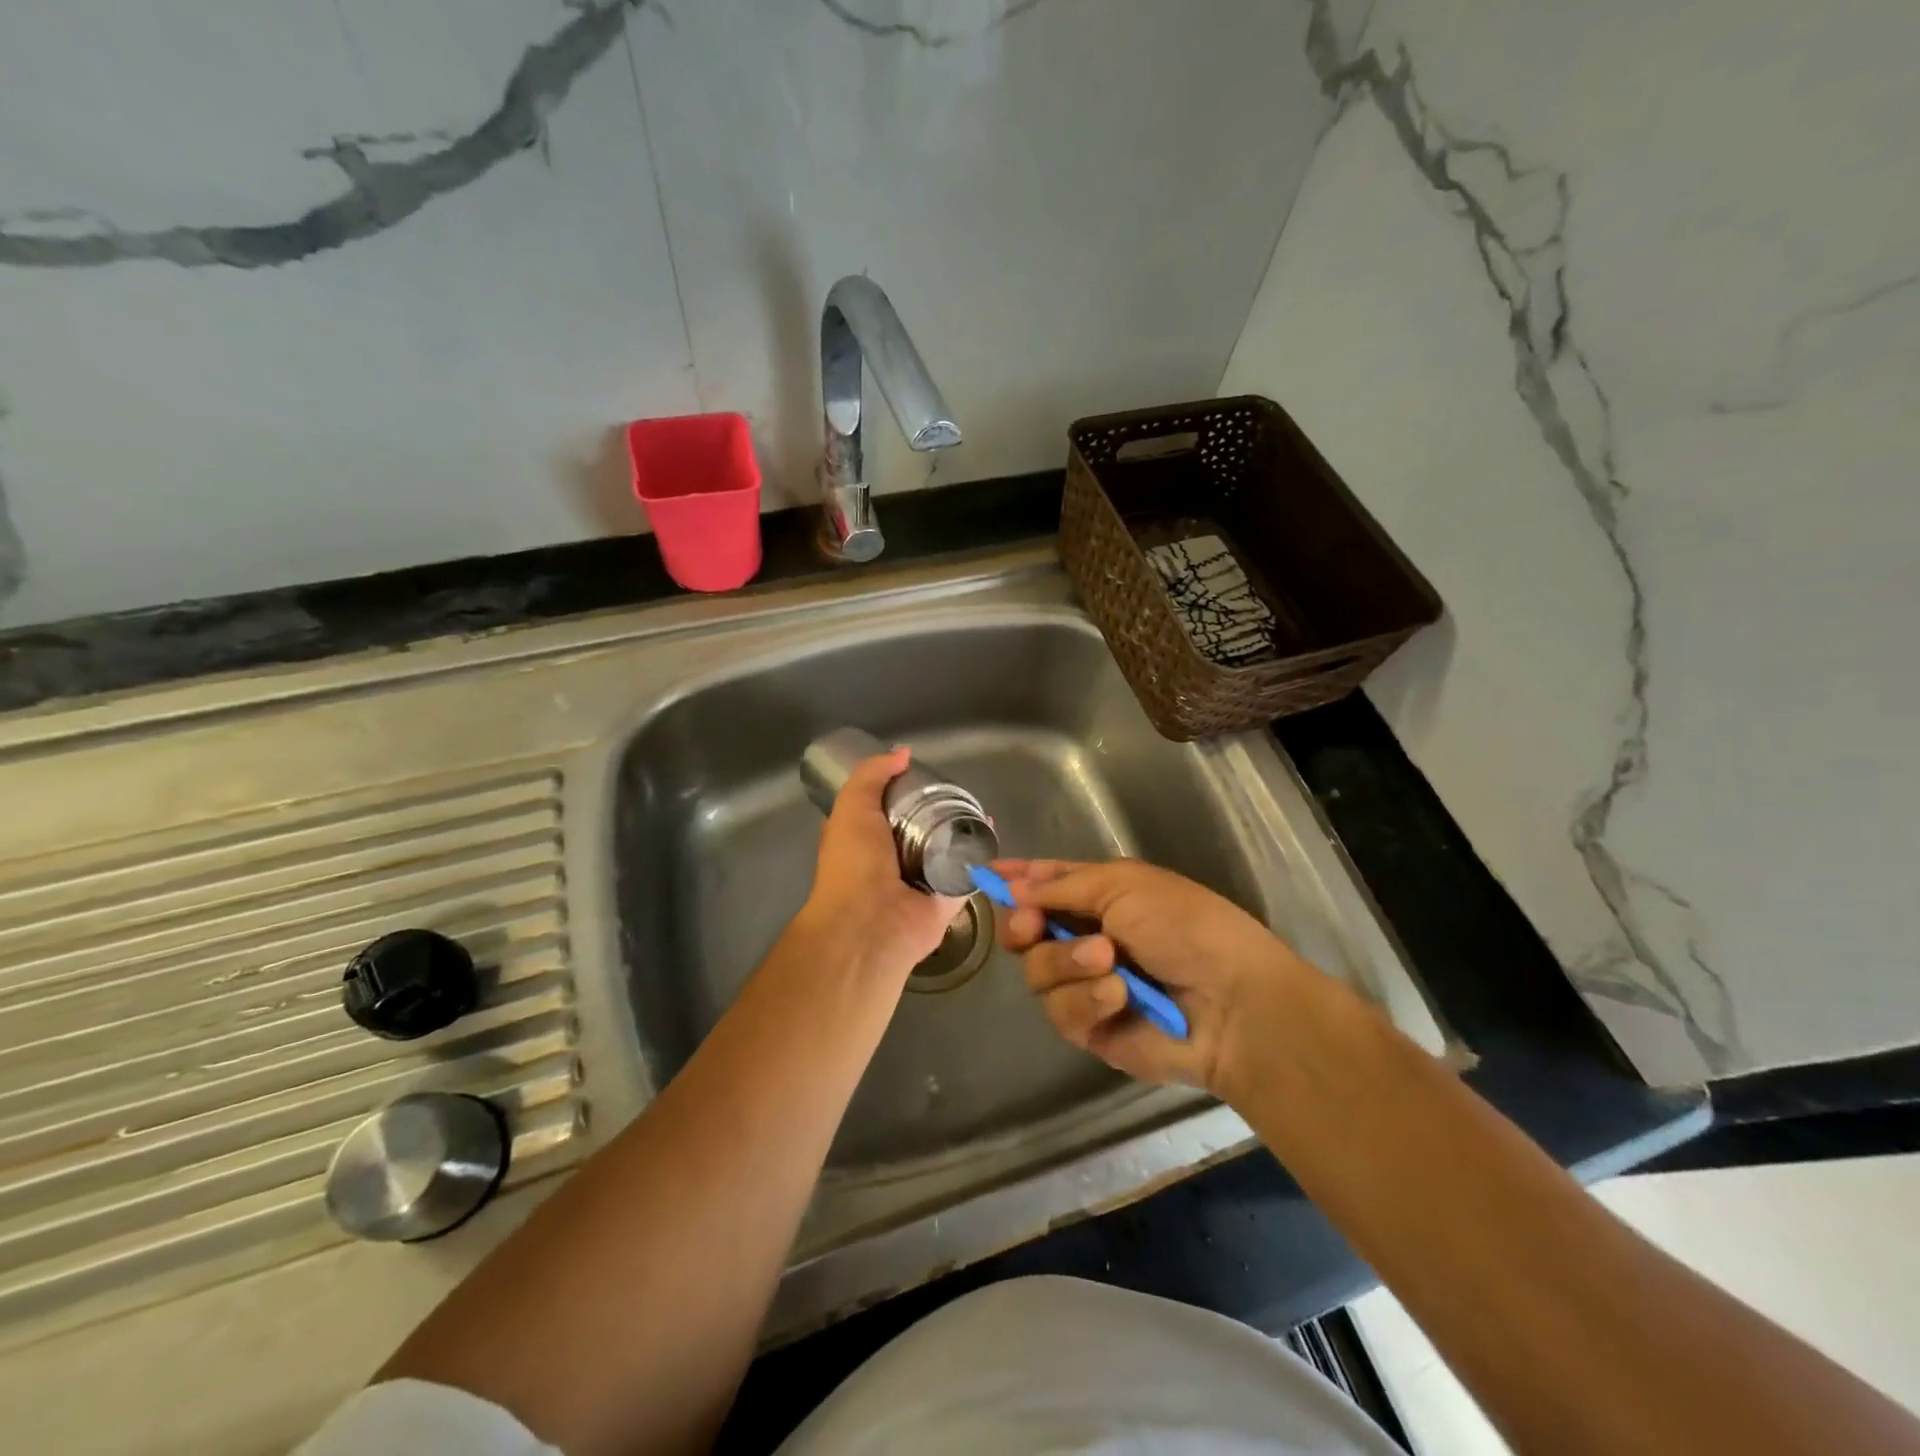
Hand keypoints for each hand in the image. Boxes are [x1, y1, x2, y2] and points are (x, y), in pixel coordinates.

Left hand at [798, 747, 965, 984]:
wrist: (870, 925)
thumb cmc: (853, 865)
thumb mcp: (852, 807)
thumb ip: (872, 776)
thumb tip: (903, 753)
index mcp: (861, 842)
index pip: (879, 810)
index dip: (895, 791)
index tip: (918, 773)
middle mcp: (888, 862)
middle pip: (916, 829)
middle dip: (934, 810)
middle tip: (956, 788)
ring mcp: (918, 882)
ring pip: (943, 849)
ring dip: (960, 830)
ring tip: (978, 804)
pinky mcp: (945, 899)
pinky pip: (966, 872)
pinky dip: (979, 854)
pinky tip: (990, 830)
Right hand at [994, 858, 1324, 1096]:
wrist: (1232, 1003)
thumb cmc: (1186, 927)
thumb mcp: (1124, 885)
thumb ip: (1062, 885)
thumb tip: (1014, 886)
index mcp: (1100, 896)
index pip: (1046, 883)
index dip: (1016, 879)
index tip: (983, 875)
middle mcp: (1087, 938)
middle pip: (1025, 932)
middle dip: (1025, 926)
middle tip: (1033, 926)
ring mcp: (1086, 985)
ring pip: (1036, 972)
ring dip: (1068, 963)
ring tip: (1109, 962)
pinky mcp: (1090, 1029)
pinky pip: (1060, 1011)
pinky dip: (1087, 1000)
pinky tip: (1119, 997)